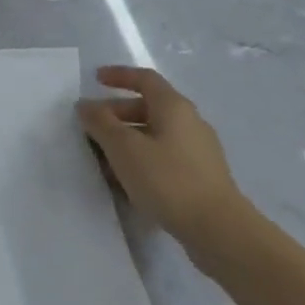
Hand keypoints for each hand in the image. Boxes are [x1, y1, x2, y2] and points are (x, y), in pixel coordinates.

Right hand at [77, 66, 244, 245]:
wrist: (218, 229)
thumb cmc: (167, 179)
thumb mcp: (124, 148)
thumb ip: (101, 123)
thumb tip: (86, 105)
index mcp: (174, 107)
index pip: (144, 78)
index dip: (118, 75)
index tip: (95, 80)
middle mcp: (189, 122)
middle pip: (147, 107)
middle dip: (116, 113)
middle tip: (91, 127)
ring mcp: (197, 150)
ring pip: (154, 134)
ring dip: (126, 139)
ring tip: (102, 158)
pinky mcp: (200, 176)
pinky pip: (163, 156)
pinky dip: (141, 158)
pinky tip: (126, 180)